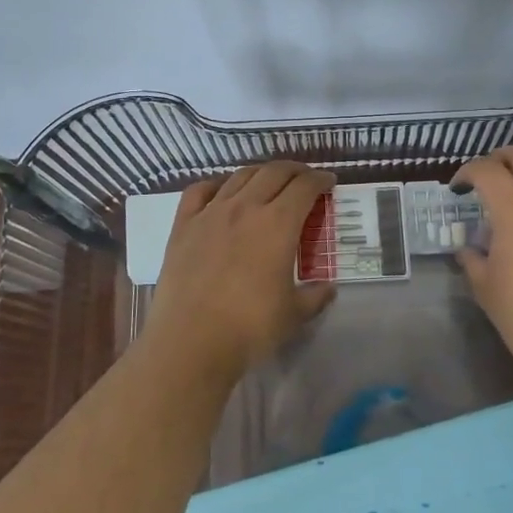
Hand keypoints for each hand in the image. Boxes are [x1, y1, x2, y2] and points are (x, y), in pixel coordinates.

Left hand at [143, 161, 336, 379]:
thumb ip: (315, 296)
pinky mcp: (183, 225)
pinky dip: (216, 183)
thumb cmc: (249, 328)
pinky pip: (199, 190)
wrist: (190, 341)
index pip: (305, 187)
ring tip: (269, 182)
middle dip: (295, 170)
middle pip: (274, 172)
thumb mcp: (294, 315)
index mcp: (278, 224)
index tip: (329, 183)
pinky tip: (222, 191)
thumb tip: (328, 288)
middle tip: (305, 179)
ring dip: (260, 173)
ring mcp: (211, 213)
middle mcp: (245, 208)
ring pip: (239, 176)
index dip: (320, 180)